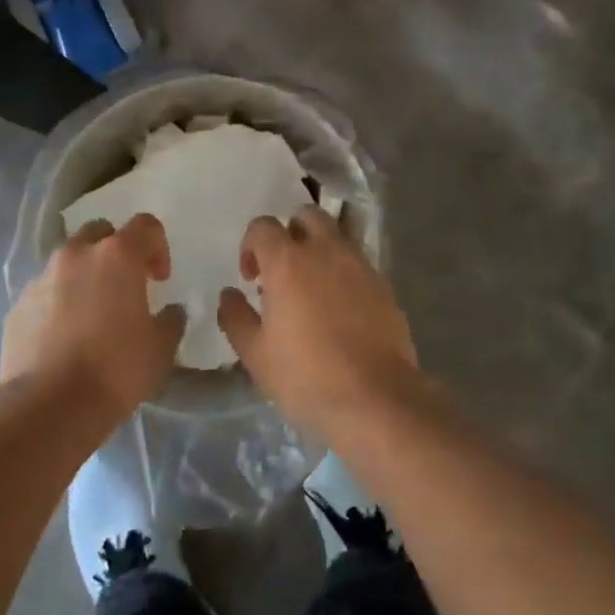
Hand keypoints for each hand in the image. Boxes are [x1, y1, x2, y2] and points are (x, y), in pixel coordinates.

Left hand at [1, 214, 186, 417]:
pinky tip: (64, 336)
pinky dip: (58, 302)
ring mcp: (41, 278)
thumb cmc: (116, 369)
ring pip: (68, 261)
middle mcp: (77, 255)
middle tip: (125, 286)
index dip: (158, 247)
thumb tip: (171, 312)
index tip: (160, 279)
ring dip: (84, 275)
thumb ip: (171, 321)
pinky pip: (45, 291)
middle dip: (116, 251)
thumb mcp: (161, 349)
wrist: (49, 406)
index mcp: (117, 256)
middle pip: (100, 232)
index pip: (145, 226)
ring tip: (91, 314)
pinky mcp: (17, 305)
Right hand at [217, 207, 417, 426]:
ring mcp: (361, 266)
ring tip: (313, 288)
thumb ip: (235, 317)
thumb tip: (229, 294)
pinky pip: (359, 263)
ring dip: (320, 249)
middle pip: (307, 215)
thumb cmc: (306, 377)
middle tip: (283, 270)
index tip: (251, 278)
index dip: (251, 245)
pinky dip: (344, 272)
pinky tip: (340, 308)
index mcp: (288, 262)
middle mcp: (327, 251)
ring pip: (338, 235)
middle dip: (291, 233)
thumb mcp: (255, 354)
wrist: (375, 398)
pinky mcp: (385, 285)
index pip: (263, 226)